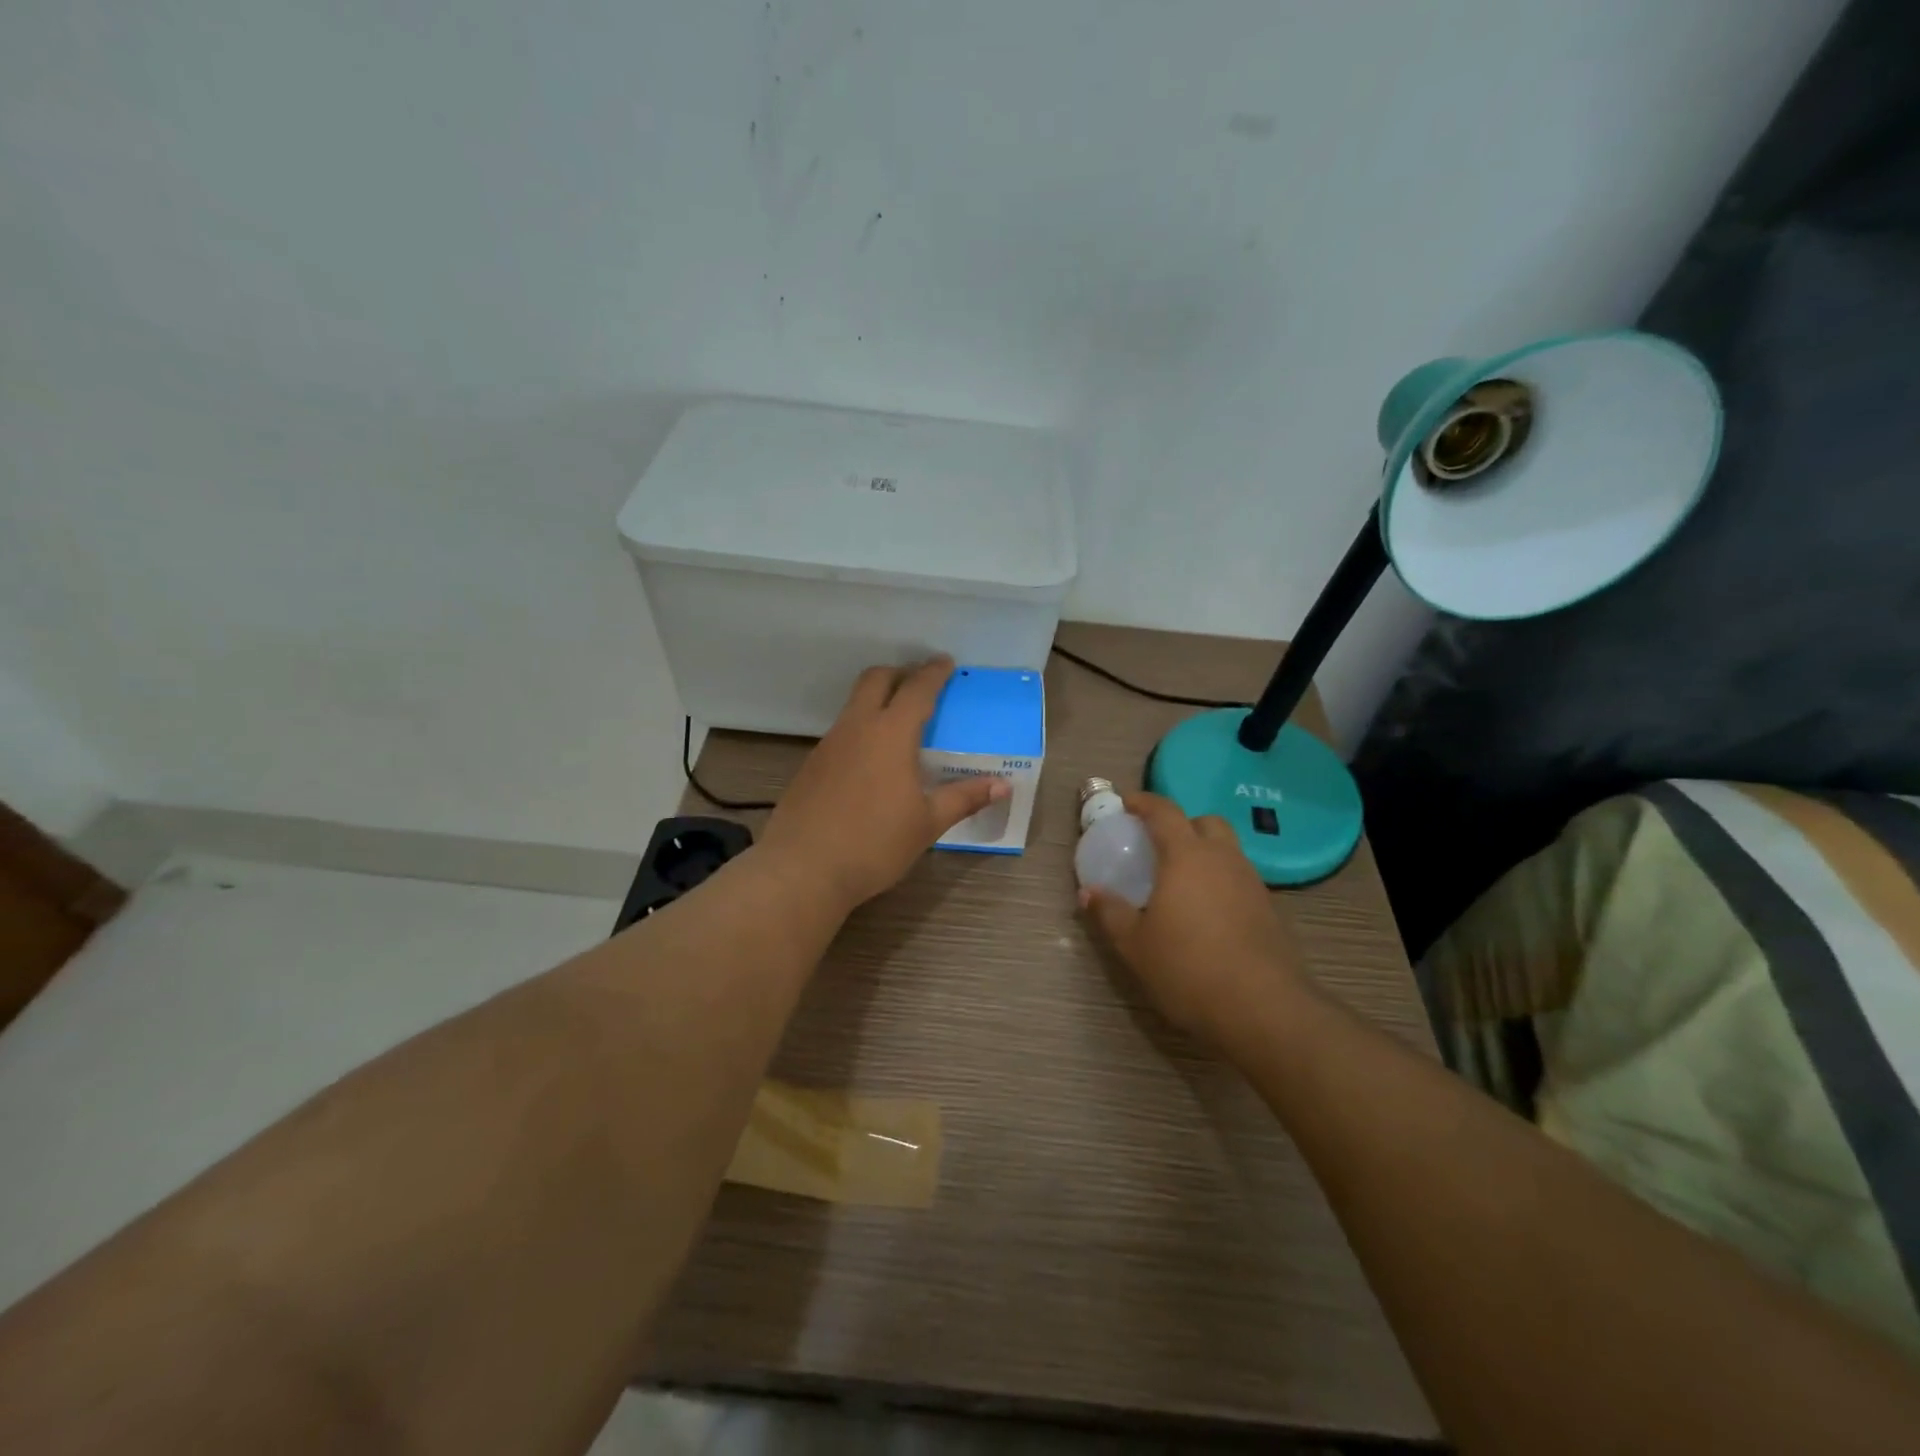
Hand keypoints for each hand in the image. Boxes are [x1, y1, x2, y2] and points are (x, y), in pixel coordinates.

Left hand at [761, 658, 1007, 911]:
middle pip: (875, 680)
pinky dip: (860, 729)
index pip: (917, 689)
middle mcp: (857, 728)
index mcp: (891, 734)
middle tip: (920, 684)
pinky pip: (840, 732)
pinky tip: (870, 762)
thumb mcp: (927, 824)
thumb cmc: (874, 844)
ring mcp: (828, 745)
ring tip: (898, 723)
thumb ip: (964, 798)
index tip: (946, 662)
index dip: (934, 673)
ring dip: (877, 701)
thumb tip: (1003, 786)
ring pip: (854, 705)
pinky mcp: (810, 765)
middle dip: (899, 674)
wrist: (802, 869)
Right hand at [1082, 793, 1305, 1044]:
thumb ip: (1110, 913)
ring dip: (1203, 854)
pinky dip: (1220, 883)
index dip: (1144, 802)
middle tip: (1158, 845)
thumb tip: (1088, 893)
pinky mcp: (1269, 911)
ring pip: (1227, 851)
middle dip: (1181, 824)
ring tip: (1180, 883)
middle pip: (1205, 822)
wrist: (1263, 1010)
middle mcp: (1223, 859)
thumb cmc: (1188, 968)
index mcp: (1186, 856)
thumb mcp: (1135, 945)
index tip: (1126, 803)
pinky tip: (1206, 914)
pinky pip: (1239, 880)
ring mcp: (1252, 884)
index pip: (1165, 811)